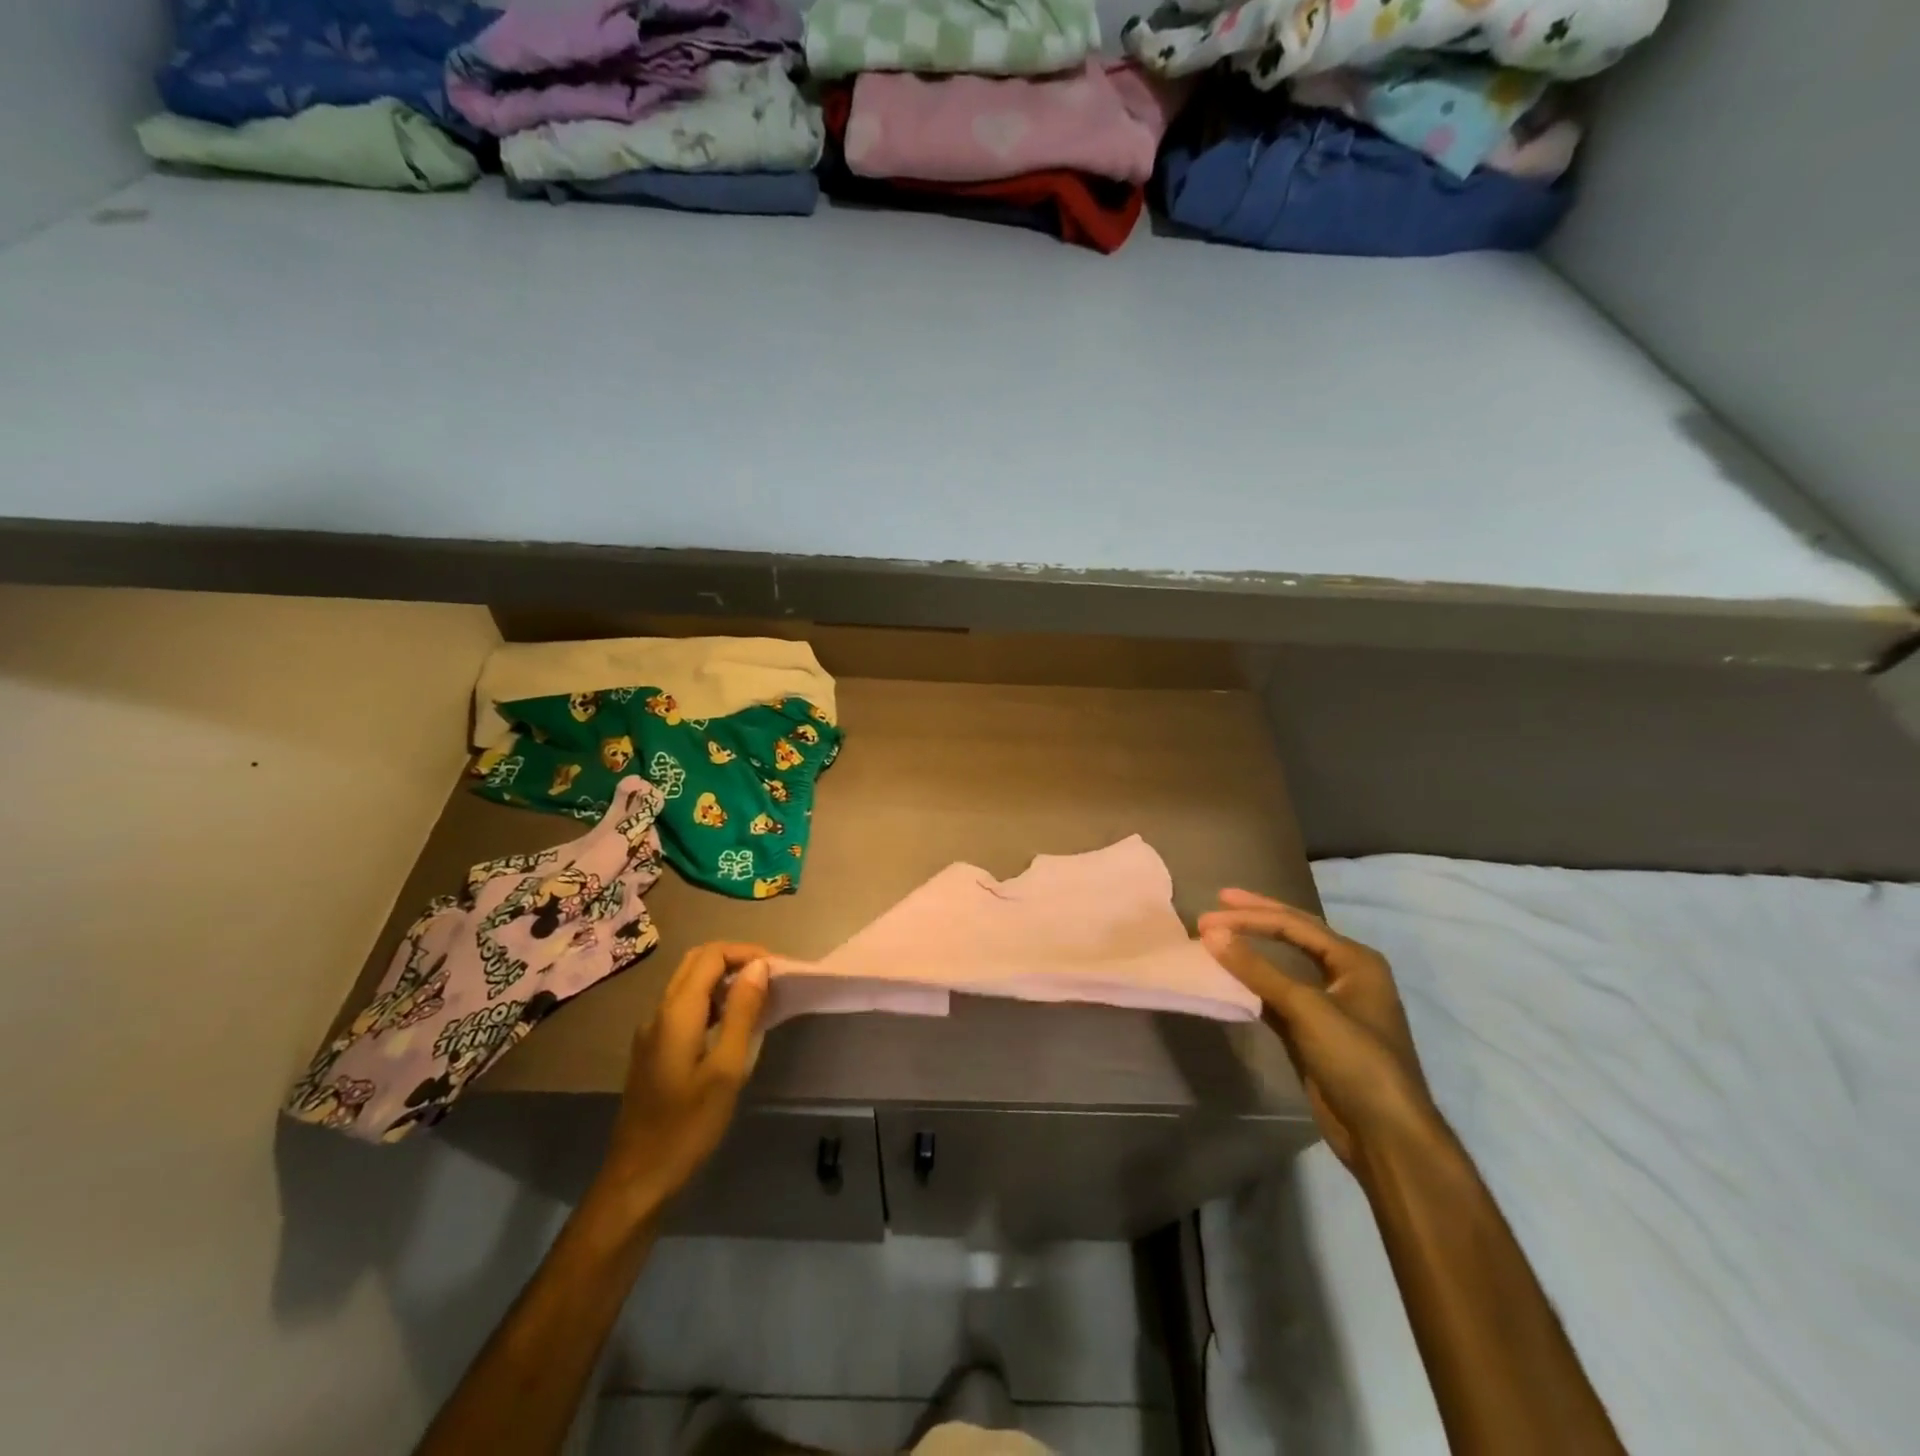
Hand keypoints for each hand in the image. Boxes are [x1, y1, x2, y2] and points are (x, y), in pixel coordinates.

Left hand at [593, 942, 770, 1220]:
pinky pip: (684, 1007)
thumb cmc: (687, 1127)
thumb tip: (759, 966)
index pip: (711, 955)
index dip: (747, 953)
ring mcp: (652, 1032)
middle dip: (735, 960)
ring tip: (759, 998)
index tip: (778, 970)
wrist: (637, 1180)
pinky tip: (733, 1026)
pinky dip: (712, 1001)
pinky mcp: (654, 1050)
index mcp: (676, 1013)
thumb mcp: (726, 1069)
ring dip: (724, 979)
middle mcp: (659, 1013)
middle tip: (771, 979)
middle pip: (697, 962)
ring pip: (689, 984)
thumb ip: (742, 1013)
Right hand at [1200, 889, 1438, 1168]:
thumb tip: (1212, 934)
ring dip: (1252, 950)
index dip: (1250, 916)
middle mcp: (1345, 975)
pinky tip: (1231, 977)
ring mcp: (1329, 1005)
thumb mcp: (1307, 1008)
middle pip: (1294, 935)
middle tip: (1218, 902)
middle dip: (1256, 918)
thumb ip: (1257, 969)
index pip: (1295, 924)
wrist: (1385, 1134)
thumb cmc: (1356, 1059)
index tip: (1210, 914)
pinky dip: (1252, 984)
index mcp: (1355, 960)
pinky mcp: (1313, 1032)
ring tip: (1219, 935)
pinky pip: (1277, 995)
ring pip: (1284, 965)